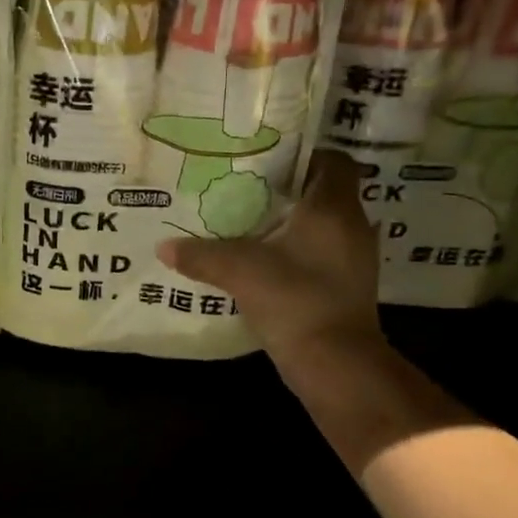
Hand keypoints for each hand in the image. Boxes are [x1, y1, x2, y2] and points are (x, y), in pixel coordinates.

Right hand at [157, 151, 386, 371]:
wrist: (335, 363)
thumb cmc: (295, 299)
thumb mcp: (239, 271)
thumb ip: (201, 255)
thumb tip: (163, 247)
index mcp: (334, 207)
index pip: (333, 161)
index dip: (304, 155)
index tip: (269, 159)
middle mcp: (352, 226)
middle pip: (325, 192)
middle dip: (289, 190)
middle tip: (247, 189)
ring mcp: (353, 259)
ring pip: (323, 226)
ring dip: (292, 224)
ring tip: (250, 224)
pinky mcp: (346, 287)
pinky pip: (321, 254)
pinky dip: (297, 252)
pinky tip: (265, 262)